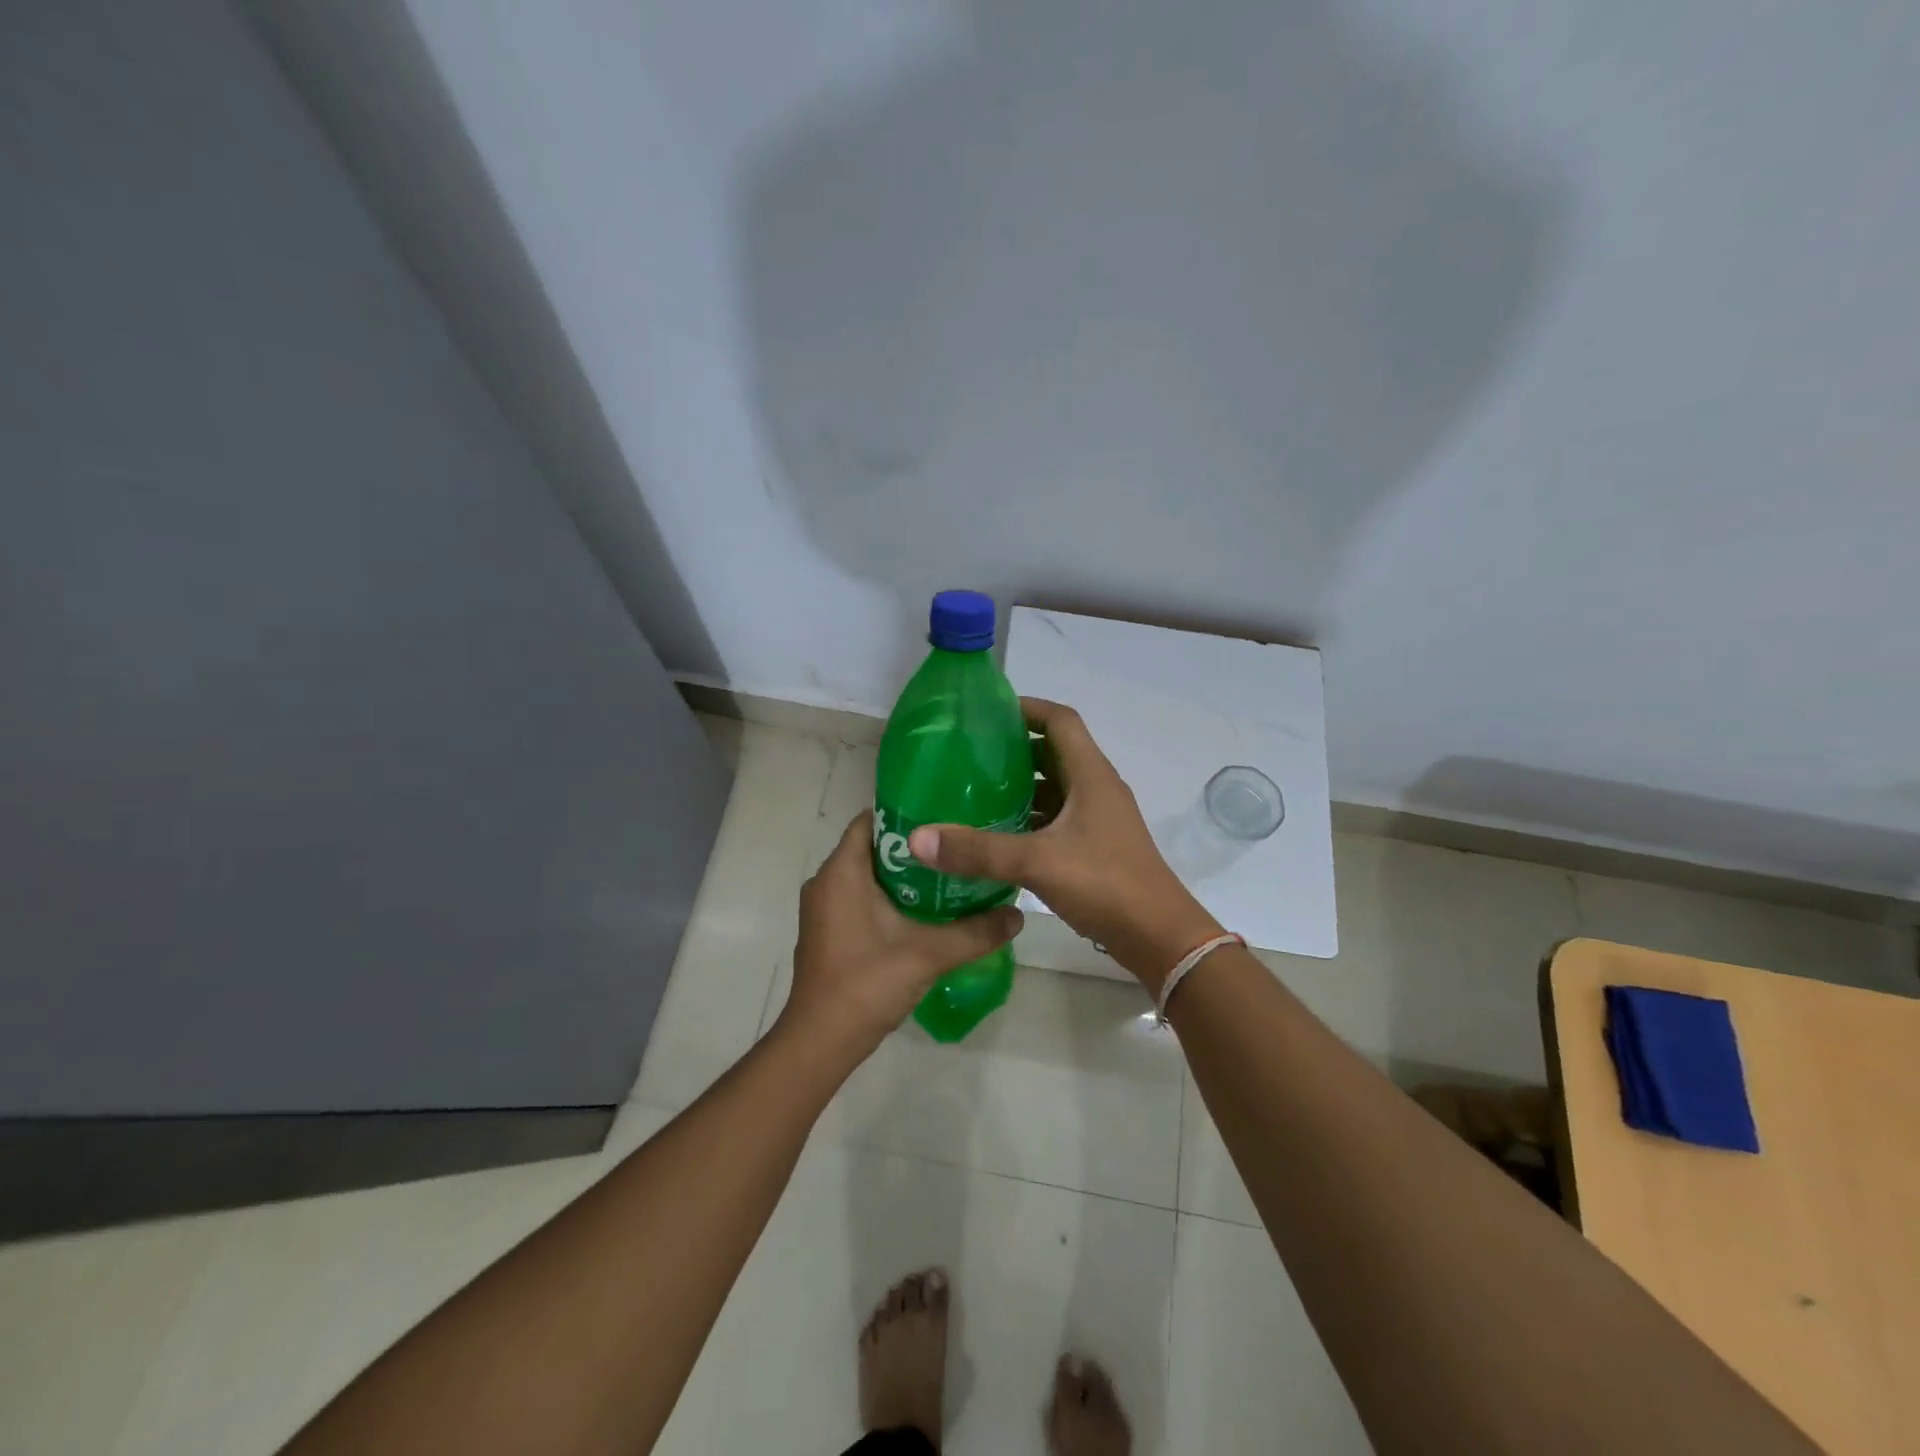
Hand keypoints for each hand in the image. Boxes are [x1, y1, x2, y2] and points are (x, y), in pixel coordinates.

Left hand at [778, 811, 1024, 1058]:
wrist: (821, 1041)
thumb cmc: (867, 984)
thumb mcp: (928, 954)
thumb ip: (975, 932)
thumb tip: (1017, 915)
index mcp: (841, 872)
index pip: (870, 821)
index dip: (906, 814)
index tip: (944, 817)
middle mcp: (825, 882)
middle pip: (872, 847)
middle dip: (912, 847)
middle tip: (955, 847)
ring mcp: (823, 909)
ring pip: (866, 875)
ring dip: (902, 876)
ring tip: (947, 875)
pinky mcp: (827, 931)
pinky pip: (858, 898)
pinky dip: (887, 897)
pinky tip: (923, 912)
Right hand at [906, 699, 1222, 994]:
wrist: (1159, 937)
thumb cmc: (1105, 884)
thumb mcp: (1037, 863)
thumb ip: (978, 851)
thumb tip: (917, 839)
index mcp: (1091, 775)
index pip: (1060, 720)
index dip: (1027, 708)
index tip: (987, 714)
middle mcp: (1097, 789)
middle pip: (1055, 752)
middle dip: (1015, 749)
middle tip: (970, 756)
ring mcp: (1099, 819)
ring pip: (1056, 788)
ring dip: (1022, 786)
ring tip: (976, 793)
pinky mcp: (1096, 847)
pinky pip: (1058, 819)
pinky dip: (1030, 818)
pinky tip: (1000, 836)